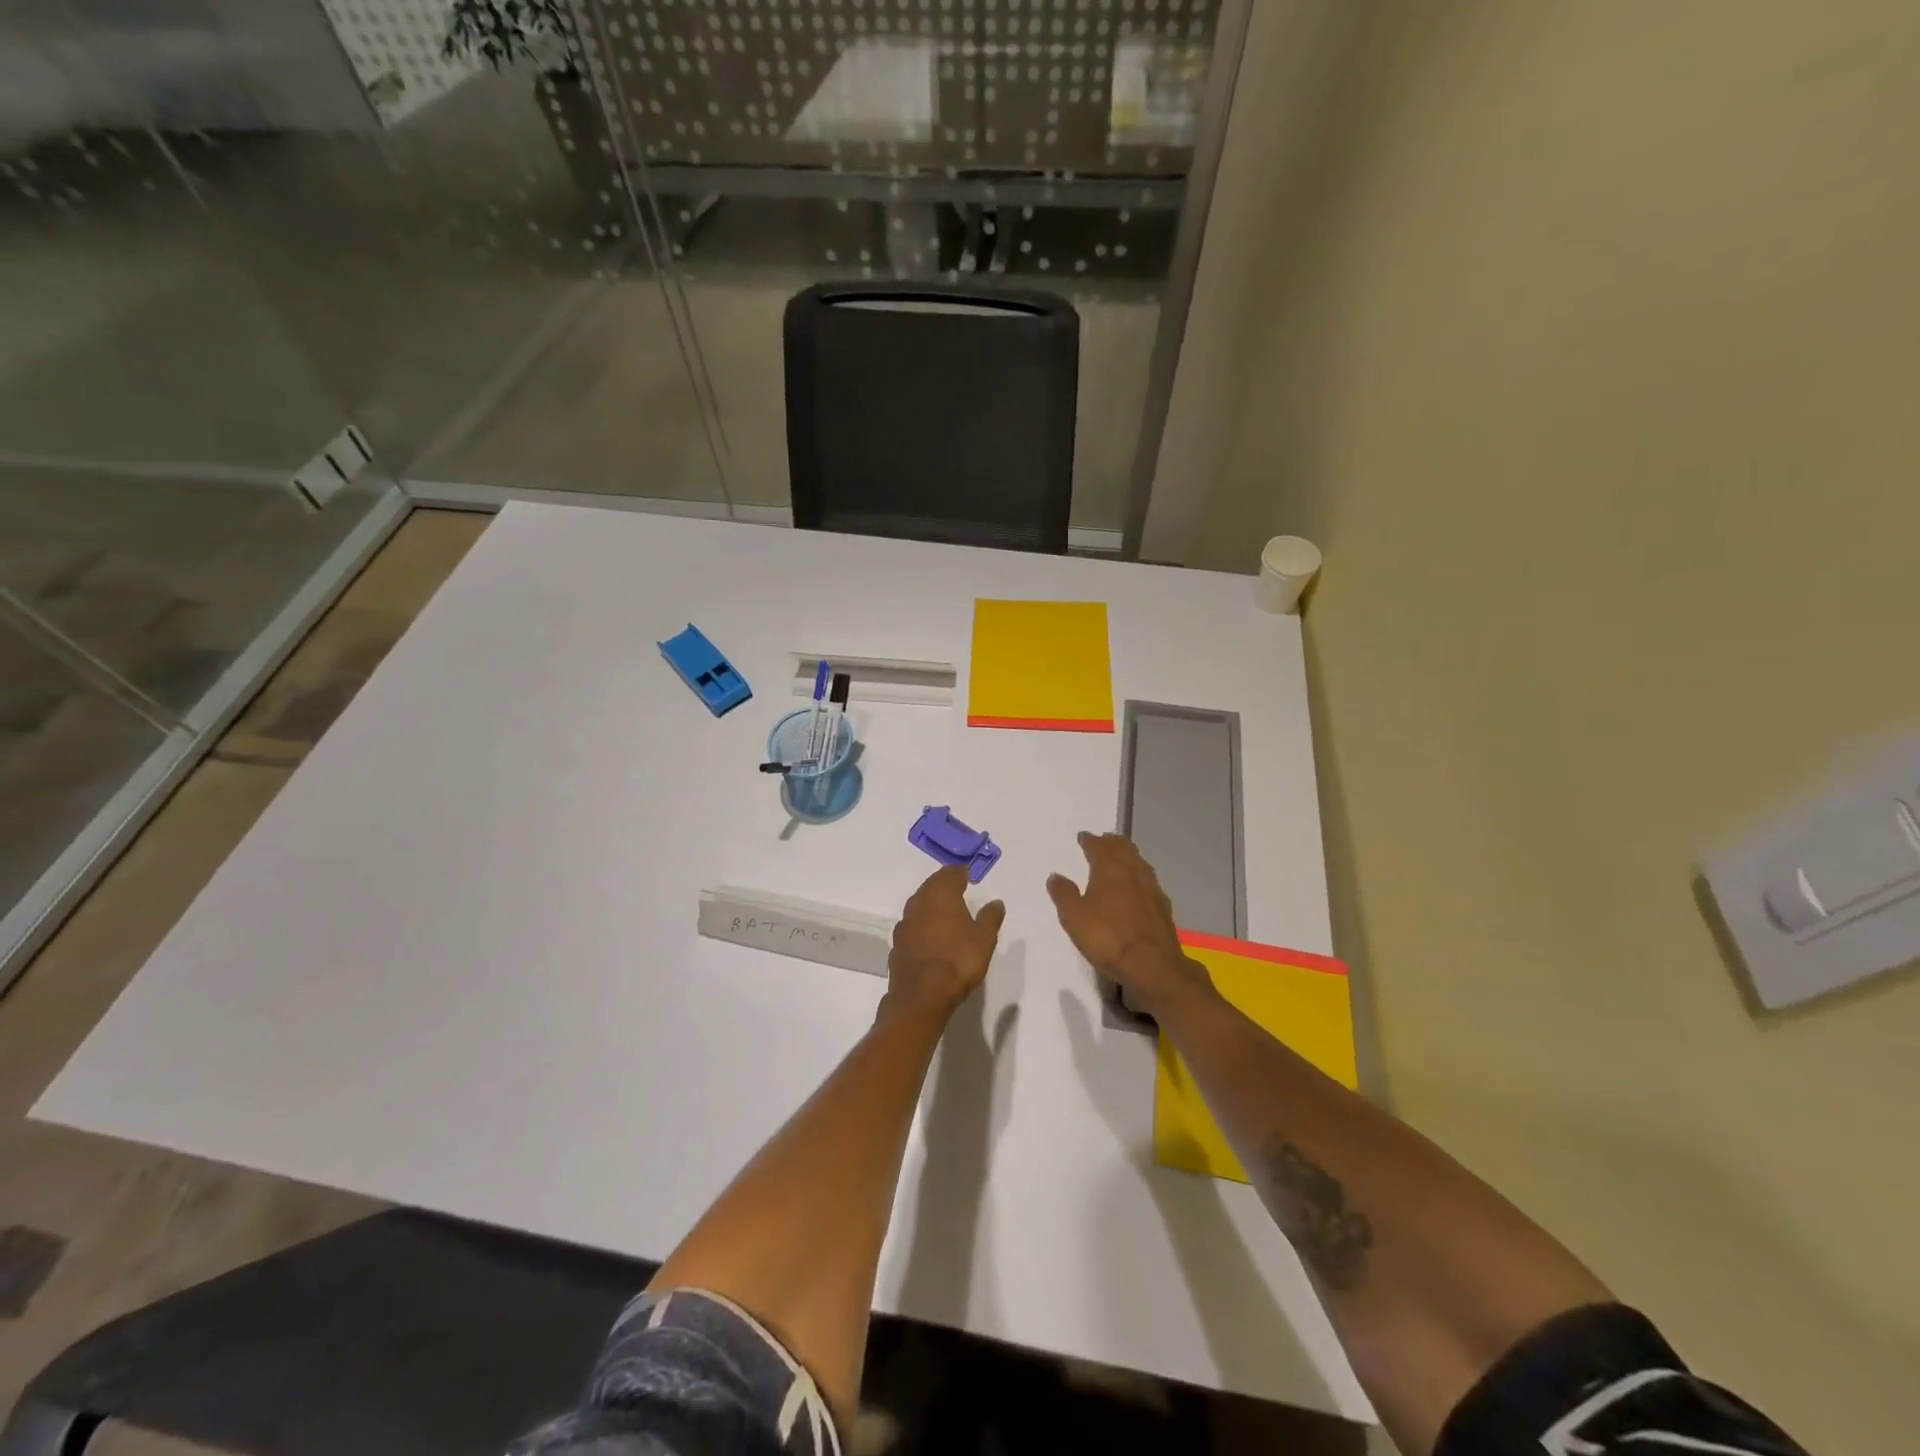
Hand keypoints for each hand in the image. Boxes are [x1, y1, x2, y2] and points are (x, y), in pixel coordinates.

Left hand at [884, 866, 1006, 1021]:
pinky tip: (930, 935)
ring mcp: (904, 923)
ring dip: (931, 905)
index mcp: (941, 895)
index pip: (950, 874)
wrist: (921, 995)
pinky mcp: (897, 944)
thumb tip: (996, 902)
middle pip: (931, 886)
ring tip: (945, 912)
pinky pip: (912, 926)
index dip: (960, 873)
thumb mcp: (984, 939)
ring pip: (919, 905)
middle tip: (957, 889)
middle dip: (944, 886)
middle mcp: (919, 902)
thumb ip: (990, 918)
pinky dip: (922, 925)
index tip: (968, 875)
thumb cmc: (958, 961)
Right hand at [1047, 832, 1209, 1016]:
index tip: (1084, 836)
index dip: (1090, 840)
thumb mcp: (1074, 917)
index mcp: (1110, 869)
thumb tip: (1056, 875)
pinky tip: (1138, 887)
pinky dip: (1140, 876)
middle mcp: (1133, 872)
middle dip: (1112, 842)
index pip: (1099, 847)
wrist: (1152, 964)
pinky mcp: (1163, 907)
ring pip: (1139, 863)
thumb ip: (1064, 894)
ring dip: (1128, 856)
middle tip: (1104, 840)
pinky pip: (1149, 881)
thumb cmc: (1107, 937)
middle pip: (1124, 849)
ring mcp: (1152, 889)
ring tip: (1121, 858)